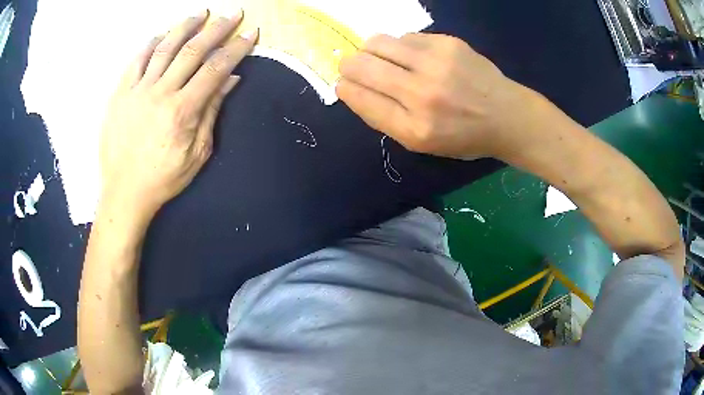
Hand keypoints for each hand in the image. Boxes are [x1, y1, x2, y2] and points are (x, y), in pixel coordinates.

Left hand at [99, 10, 256, 218]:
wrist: (124, 192)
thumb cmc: (163, 178)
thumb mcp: (197, 154)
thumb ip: (211, 113)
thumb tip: (229, 81)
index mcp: (182, 110)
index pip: (215, 69)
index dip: (236, 48)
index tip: (251, 33)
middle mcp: (161, 92)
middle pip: (193, 51)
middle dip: (216, 29)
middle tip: (232, 13)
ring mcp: (137, 90)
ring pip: (164, 48)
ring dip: (185, 27)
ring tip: (200, 13)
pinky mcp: (120, 94)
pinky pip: (136, 62)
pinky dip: (150, 45)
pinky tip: (160, 35)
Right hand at [337, 33, 539, 159]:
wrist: (506, 116)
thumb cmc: (463, 135)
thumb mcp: (422, 143)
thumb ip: (386, 118)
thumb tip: (353, 87)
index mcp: (414, 129)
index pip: (359, 98)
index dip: (345, 87)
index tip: (345, 83)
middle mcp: (422, 95)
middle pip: (361, 66)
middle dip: (350, 66)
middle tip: (357, 67)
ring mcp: (436, 64)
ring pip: (377, 42)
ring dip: (372, 50)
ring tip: (388, 60)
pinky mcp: (448, 43)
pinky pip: (405, 36)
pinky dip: (402, 46)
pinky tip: (418, 57)